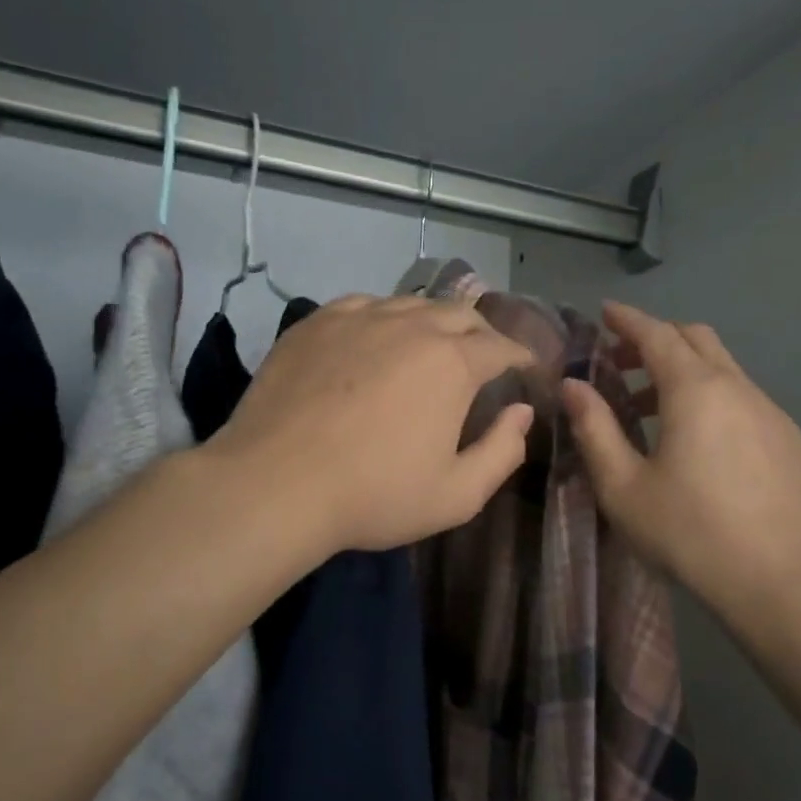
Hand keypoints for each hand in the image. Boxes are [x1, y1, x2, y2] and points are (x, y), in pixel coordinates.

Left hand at [211, 295, 534, 555]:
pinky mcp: (316, 322)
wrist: (276, 484)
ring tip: (432, 345)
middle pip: (460, 313)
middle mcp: (410, 326)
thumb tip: (521, 412)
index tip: (525, 368)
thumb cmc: (374, 495)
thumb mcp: (457, 495)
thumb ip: (503, 452)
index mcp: (452, 363)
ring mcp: (358, 317)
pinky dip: (384, 318)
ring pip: (411, 304)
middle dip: (481, 332)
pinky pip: (365, 305)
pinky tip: (376, 339)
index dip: (520, 356)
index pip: (501, 346)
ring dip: (433, 322)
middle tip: (483, 356)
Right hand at [563, 301, 800, 624]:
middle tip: (620, 362)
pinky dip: (713, 399)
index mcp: (695, 391)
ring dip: (684, 373)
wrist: (782, 582)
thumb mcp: (623, 486)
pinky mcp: (792, 440)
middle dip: (655, 340)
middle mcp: (739, 388)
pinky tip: (701, 444)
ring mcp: (772, 413)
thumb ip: (595, 429)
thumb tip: (573, 386)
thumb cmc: (689, 533)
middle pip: (696, 339)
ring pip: (724, 370)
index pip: (657, 334)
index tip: (605, 312)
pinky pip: (745, 400)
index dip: (627, 319)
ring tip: (651, 411)